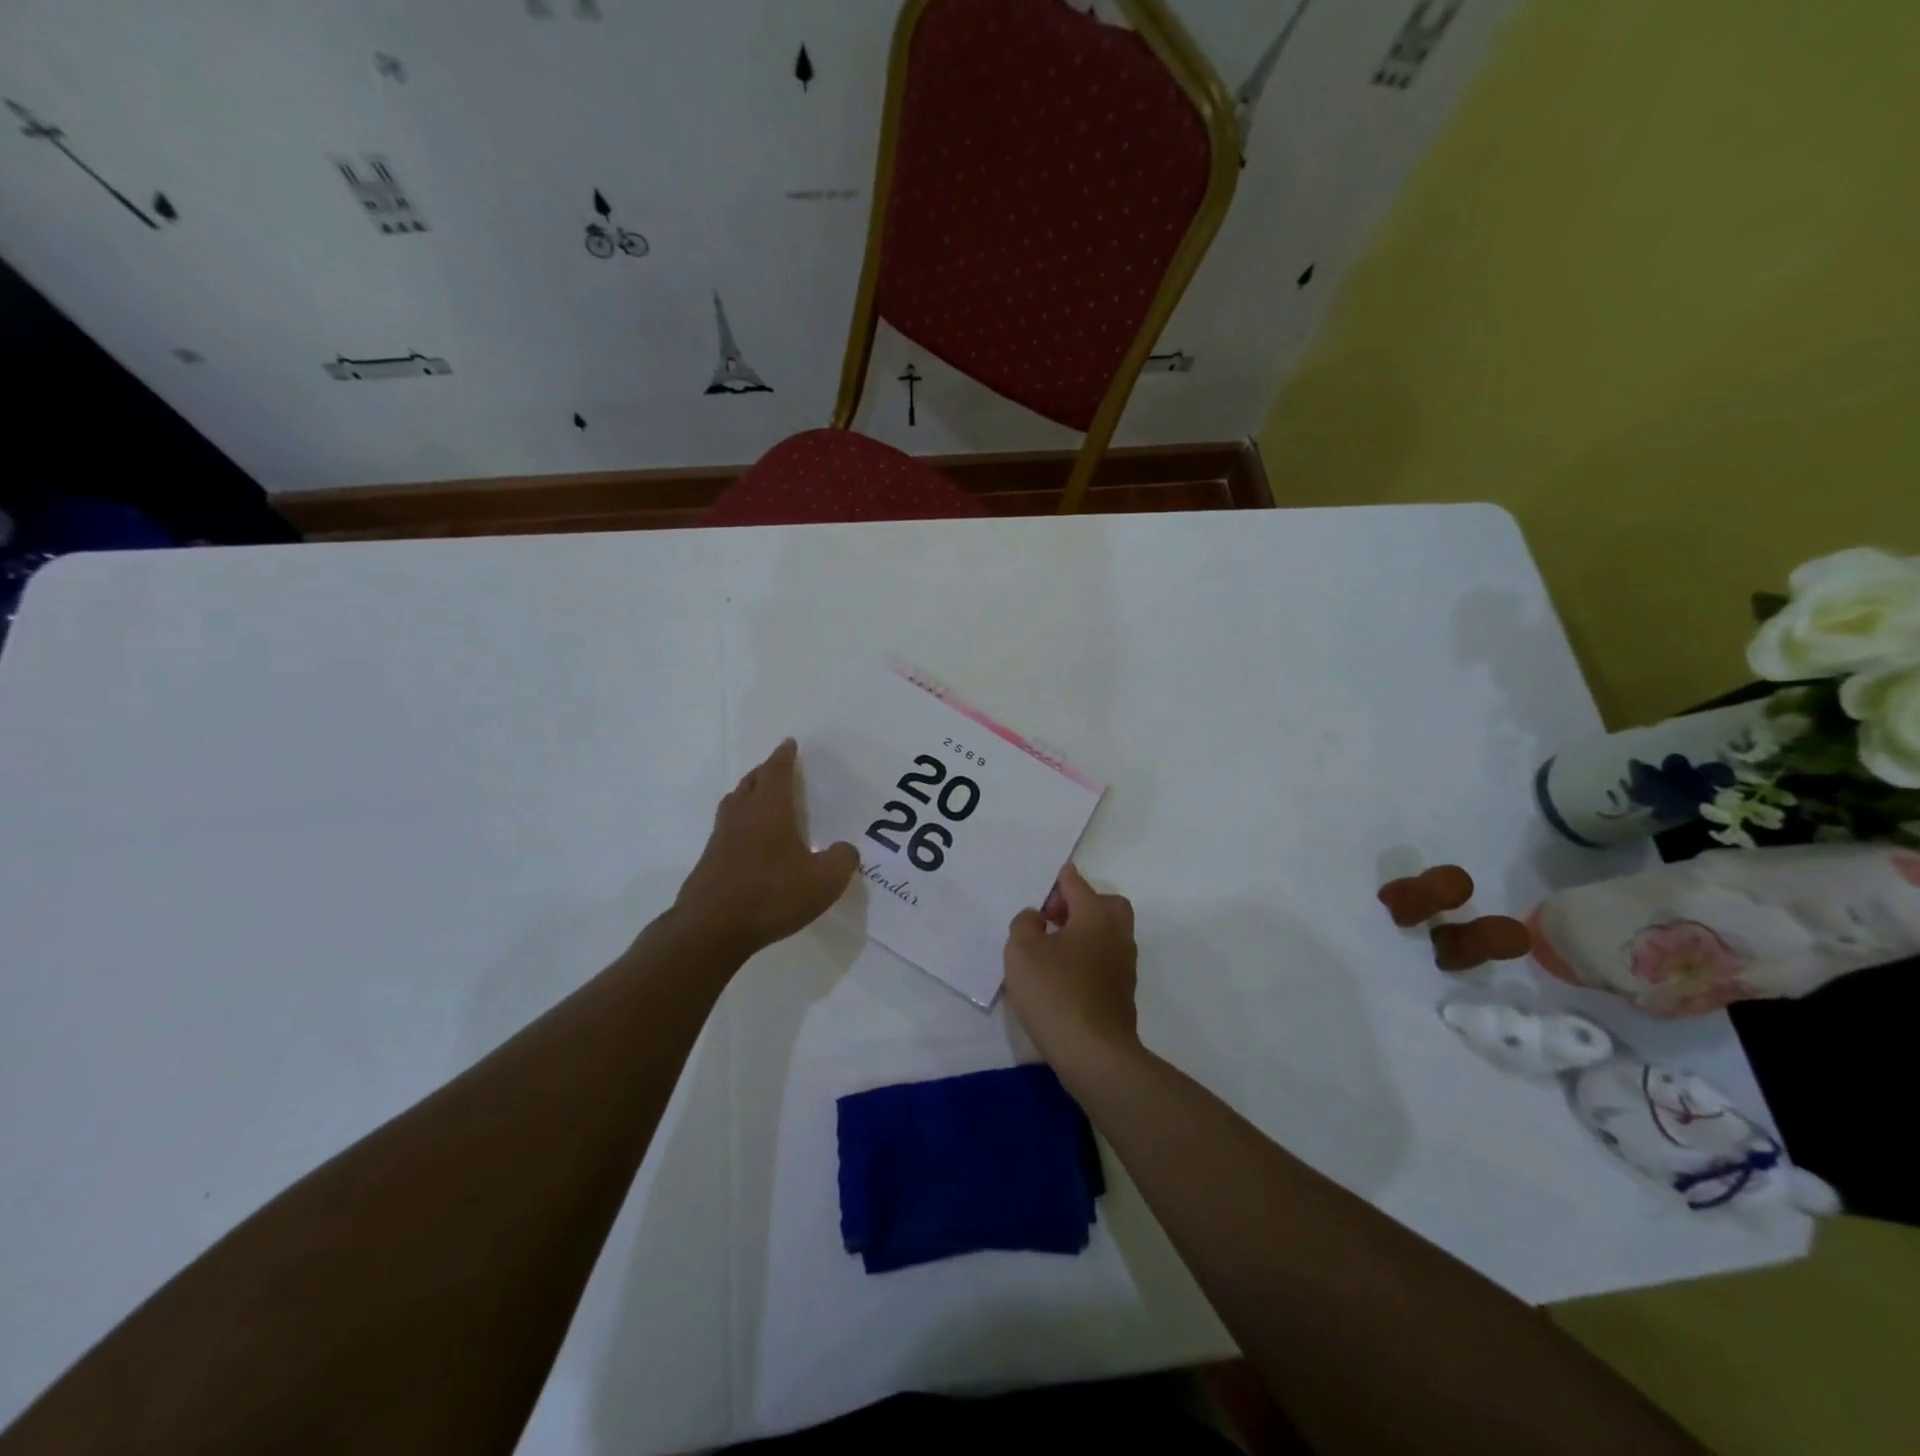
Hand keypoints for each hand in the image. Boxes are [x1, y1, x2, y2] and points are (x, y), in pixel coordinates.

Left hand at [673, 739, 857, 958]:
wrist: (711, 929)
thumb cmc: (771, 895)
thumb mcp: (824, 881)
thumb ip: (842, 860)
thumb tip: (845, 850)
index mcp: (769, 810)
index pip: (776, 772)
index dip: (784, 756)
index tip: (789, 744)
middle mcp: (742, 817)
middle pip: (750, 783)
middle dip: (764, 772)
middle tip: (776, 769)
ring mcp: (720, 840)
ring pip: (733, 805)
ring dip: (747, 795)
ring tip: (759, 800)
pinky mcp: (708, 864)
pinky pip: (726, 831)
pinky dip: (739, 825)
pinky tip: (749, 844)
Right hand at [1004, 864, 1138, 1065]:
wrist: (1094, 1053)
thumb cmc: (1055, 993)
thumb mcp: (1021, 952)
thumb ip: (1025, 924)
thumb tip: (1036, 916)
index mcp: (1095, 916)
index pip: (1078, 885)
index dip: (1062, 880)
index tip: (1051, 879)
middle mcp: (1116, 935)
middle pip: (1106, 905)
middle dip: (1083, 903)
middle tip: (1055, 916)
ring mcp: (1124, 966)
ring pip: (1110, 933)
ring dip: (1087, 931)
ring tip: (1055, 945)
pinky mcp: (1123, 993)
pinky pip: (1107, 959)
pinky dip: (1090, 956)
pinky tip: (1066, 973)